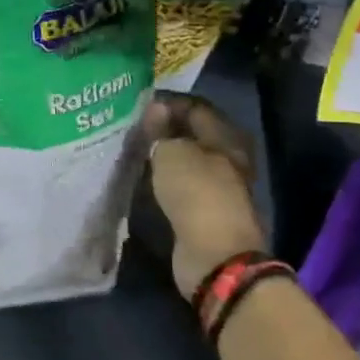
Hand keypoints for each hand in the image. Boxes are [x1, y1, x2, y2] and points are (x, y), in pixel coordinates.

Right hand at [145, 91, 265, 300]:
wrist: (215, 257)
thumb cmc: (197, 194)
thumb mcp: (172, 154)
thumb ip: (161, 130)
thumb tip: (155, 109)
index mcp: (226, 137)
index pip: (195, 107)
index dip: (168, 103)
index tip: (137, 105)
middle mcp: (227, 158)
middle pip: (193, 135)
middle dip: (165, 130)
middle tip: (132, 127)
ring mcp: (218, 187)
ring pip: (186, 161)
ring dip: (164, 156)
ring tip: (133, 150)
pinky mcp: (205, 212)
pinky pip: (182, 186)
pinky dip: (165, 179)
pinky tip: (143, 177)